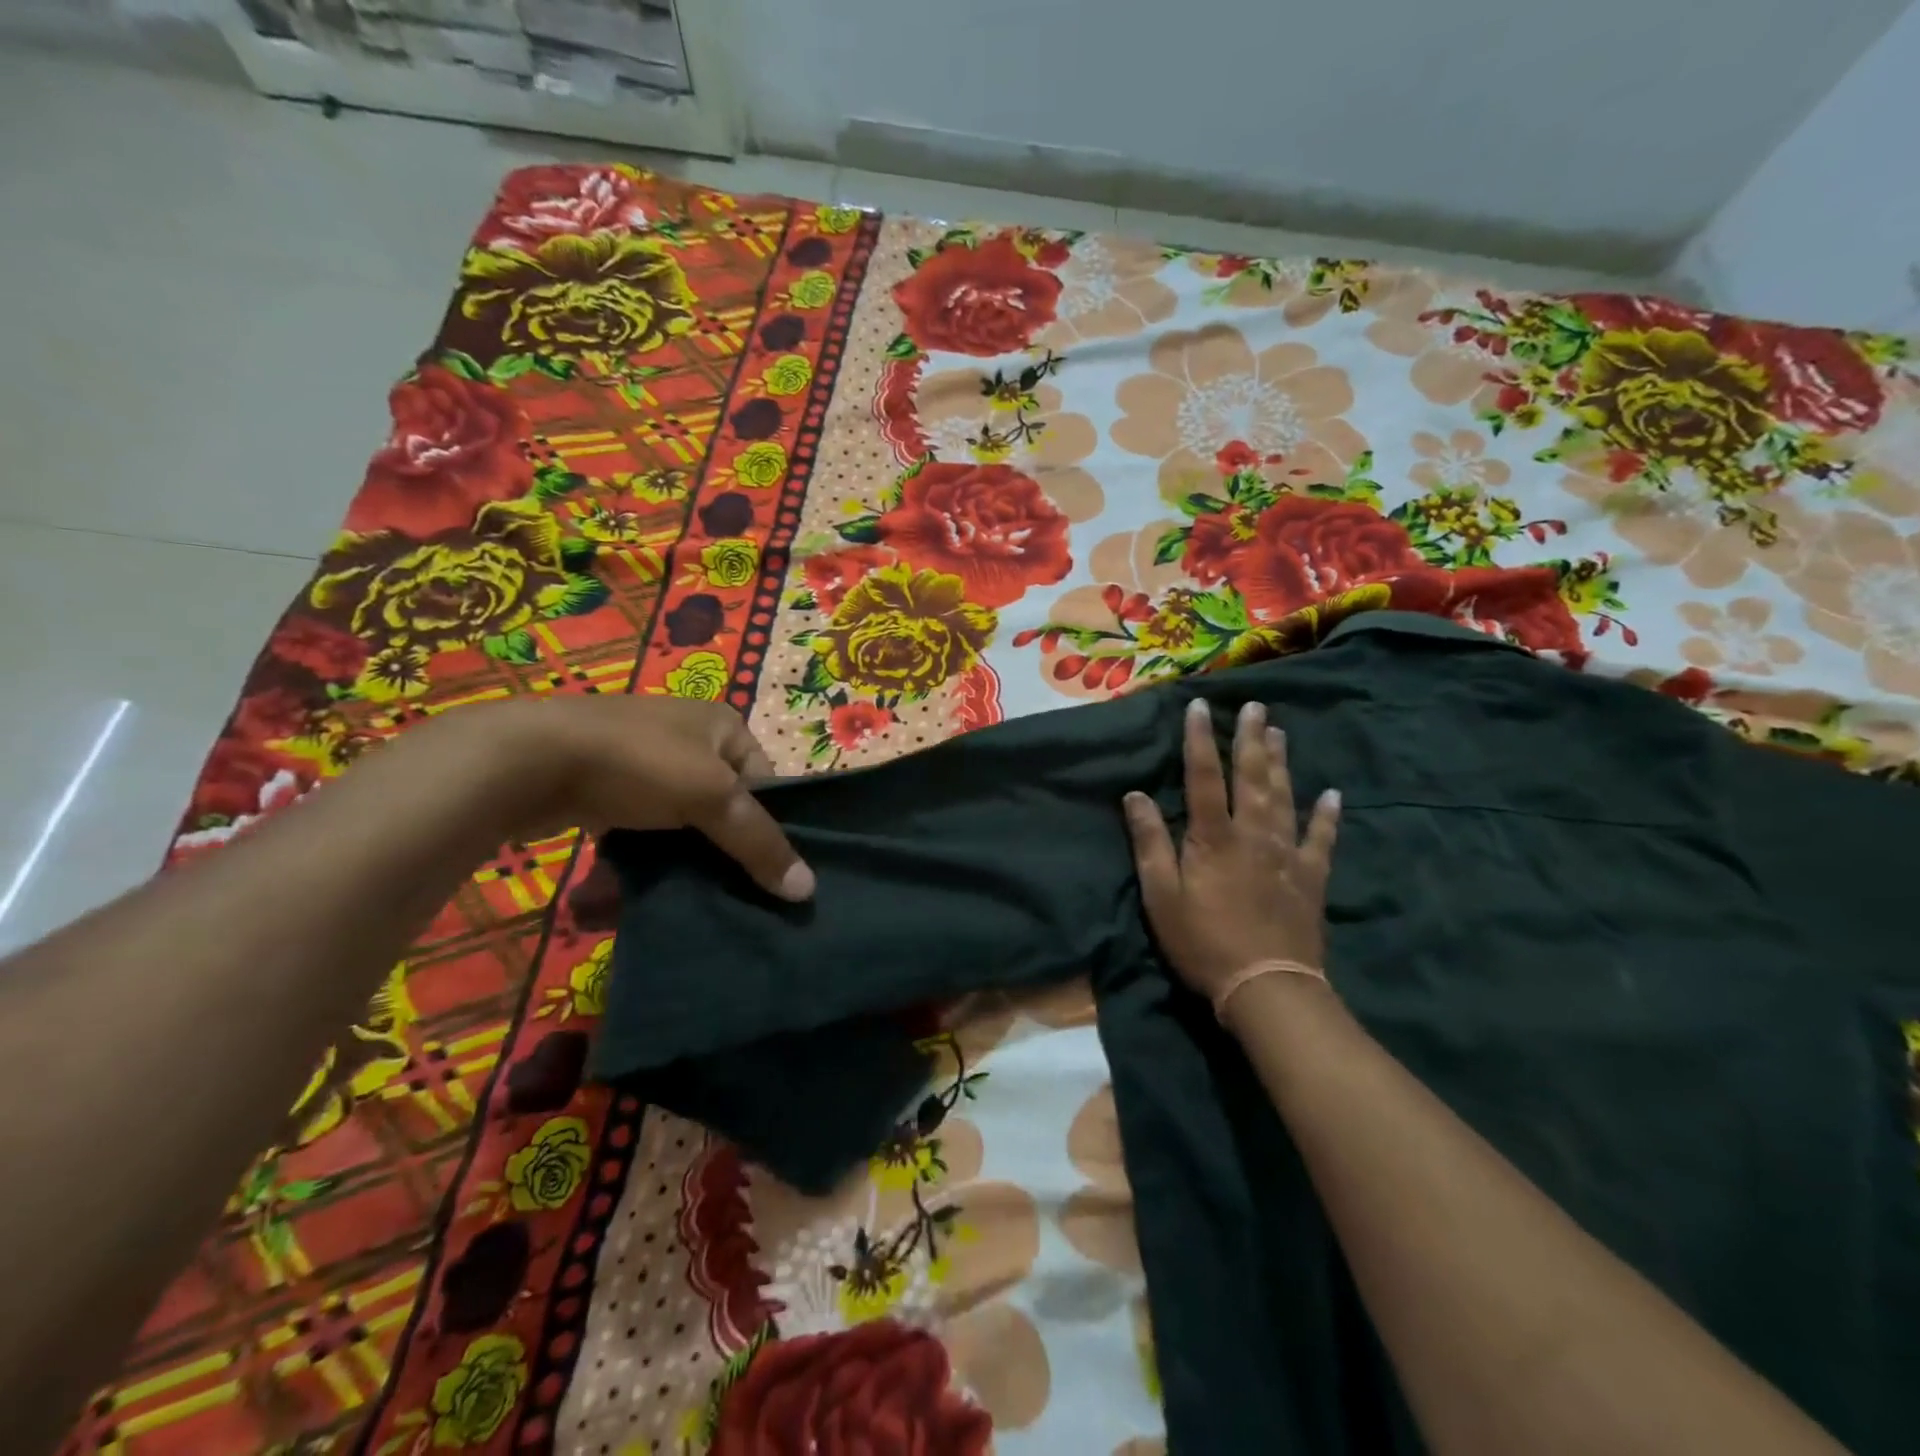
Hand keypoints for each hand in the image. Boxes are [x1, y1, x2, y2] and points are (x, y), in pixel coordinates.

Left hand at [426, 696, 814, 901]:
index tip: (768, 873)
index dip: (770, 828)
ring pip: (684, 821)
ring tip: (692, 896)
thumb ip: (760, 843)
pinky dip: (648, 855)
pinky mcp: (609, 788)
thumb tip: (809, 891)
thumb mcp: (712, 798)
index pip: (767, 784)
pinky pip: (644, 827)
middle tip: (735, 893)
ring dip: (686, 857)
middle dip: (726, 849)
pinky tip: (646, 886)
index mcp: (723, 725)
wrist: (529, 759)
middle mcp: (689, 737)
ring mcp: (645, 761)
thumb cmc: (639, 763)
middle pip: (725, 805)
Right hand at [1123, 697, 1338, 1004]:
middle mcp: (1253, 835)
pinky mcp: (1311, 878)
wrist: (1266, 987)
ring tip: (1280, 732)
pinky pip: (1321, 839)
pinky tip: (1333, 795)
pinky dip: (1328, 816)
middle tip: (1254, 705)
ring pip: (1285, 797)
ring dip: (1281, 763)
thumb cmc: (1203, 942)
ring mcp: (1287, 855)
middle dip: (1250, 739)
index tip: (1199, 706)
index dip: (1199, 740)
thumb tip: (1135, 795)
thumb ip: (1150, 843)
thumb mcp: (1161, 897)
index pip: (1203, 777)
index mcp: (1214, 838)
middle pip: (1252, 777)